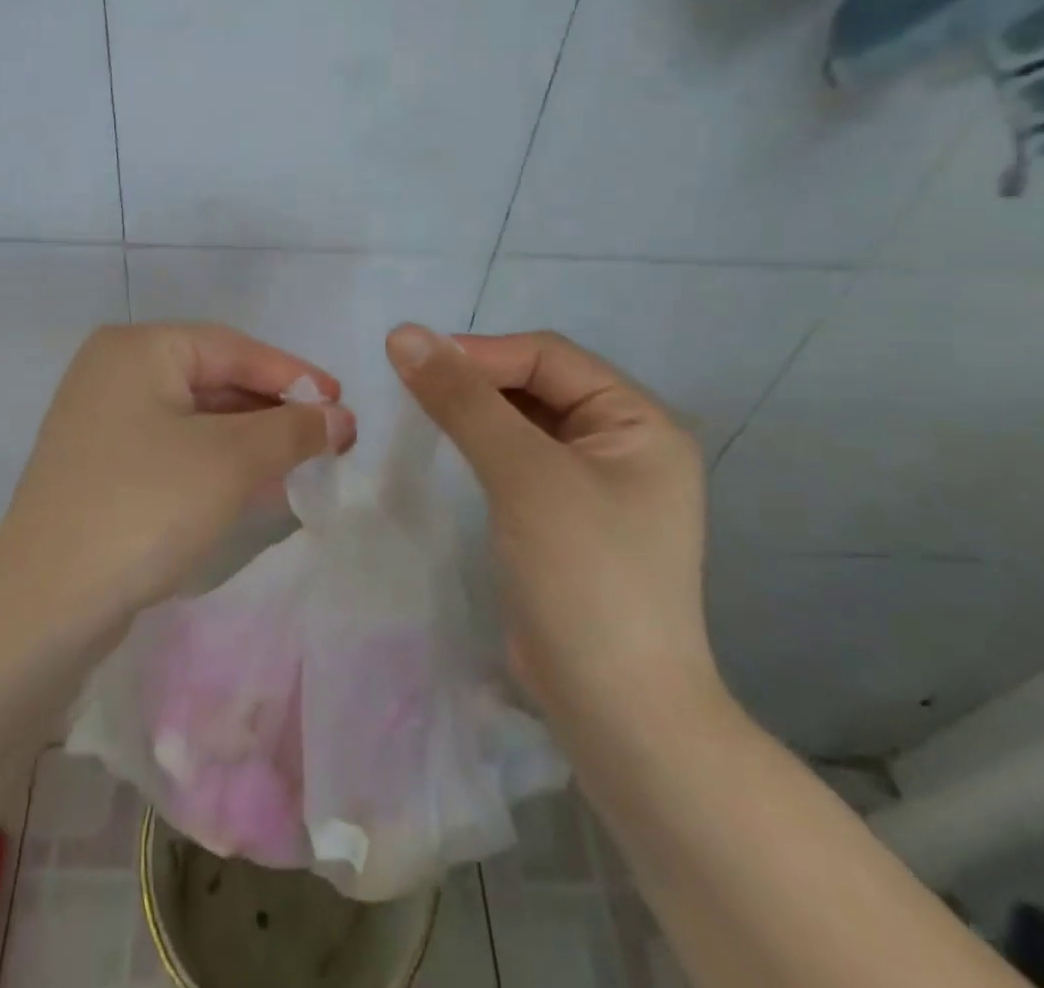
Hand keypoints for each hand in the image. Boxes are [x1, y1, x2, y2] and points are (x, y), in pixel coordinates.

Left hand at [0, 324, 355, 619]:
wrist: (46, 602)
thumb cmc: (145, 506)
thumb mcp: (230, 461)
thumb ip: (291, 430)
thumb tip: (338, 417)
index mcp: (138, 349)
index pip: (233, 348)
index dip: (294, 375)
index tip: (342, 403)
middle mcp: (115, 372)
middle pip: (214, 379)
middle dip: (274, 411)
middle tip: (329, 437)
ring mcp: (103, 420)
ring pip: (196, 418)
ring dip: (252, 440)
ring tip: (305, 462)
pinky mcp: (102, 466)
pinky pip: (174, 449)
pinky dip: (218, 463)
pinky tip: (260, 486)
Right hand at [385, 324, 720, 742]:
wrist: (616, 711)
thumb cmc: (583, 577)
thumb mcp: (522, 474)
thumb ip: (463, 400)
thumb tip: (403, 332)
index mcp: (639, 421)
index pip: (548, 357)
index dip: (480, 352)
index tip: (411, 361)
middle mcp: (624, 443)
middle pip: (537, 385)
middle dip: (475, 380)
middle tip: (408, 386)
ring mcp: (597, 483)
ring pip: (524, 422)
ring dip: (474, 412)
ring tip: (416, 409)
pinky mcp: (567, 517)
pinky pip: (519, 460)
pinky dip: (481, 447)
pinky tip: (445, 450)